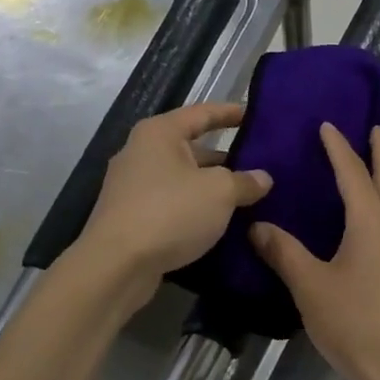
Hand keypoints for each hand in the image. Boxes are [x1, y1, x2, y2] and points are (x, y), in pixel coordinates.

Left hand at [77, 102, 271, 297]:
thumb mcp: (219, 192)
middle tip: (259, 165)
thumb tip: (263, 178)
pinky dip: (195, 209)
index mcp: (159, 134)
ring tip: (247, 197)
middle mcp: (141, 153)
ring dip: (211, 188)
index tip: (254, 114)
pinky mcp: (131, 217)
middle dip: (225, 158)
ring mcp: (132, 187)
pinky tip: (220, 222)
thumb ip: (245, 181)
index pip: (202, 113)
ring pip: (183, 179)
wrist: (116, 266)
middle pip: (192, 148)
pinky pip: (172, 204)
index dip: (230, 113)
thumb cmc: (170, 213)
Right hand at [249, 123, 379, 379]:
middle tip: (372, 127)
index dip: (338, 147)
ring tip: (373, 165)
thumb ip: (284, 253)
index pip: (353, 172)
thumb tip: (258, 226)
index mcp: (371, 221)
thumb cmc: (356, 322)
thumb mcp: (311, 286)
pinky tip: (376, 216)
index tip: (328, 124)